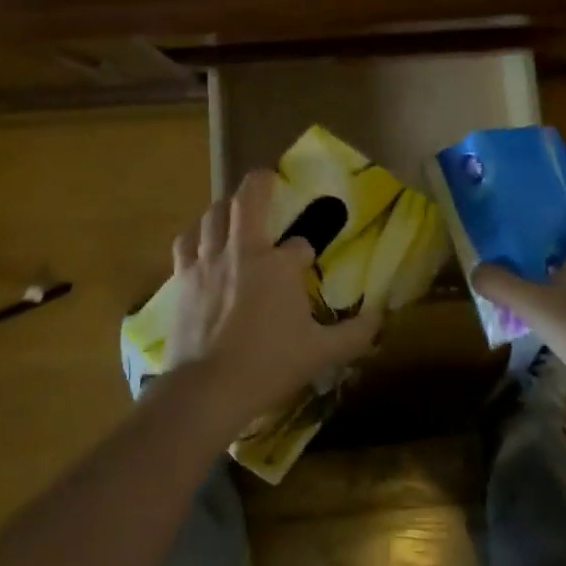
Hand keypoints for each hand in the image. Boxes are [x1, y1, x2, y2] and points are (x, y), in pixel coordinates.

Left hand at [164, 170, 382, 429]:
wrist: (208, 388)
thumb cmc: (268, 366)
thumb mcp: (321, 353)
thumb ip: (355, 334)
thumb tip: (381, 317)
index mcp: (278, 265)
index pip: (299, 245)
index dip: (305, 252)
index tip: (306, 263)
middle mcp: (242, 250)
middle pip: (248, 199)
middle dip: (260, 183)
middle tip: (267, 177)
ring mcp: (208, 261)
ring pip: (214, 214)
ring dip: (225, 207)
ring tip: (232, 210)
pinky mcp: (183, 277)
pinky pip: (186, 241)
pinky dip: (195, 235)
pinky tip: (200, 241)